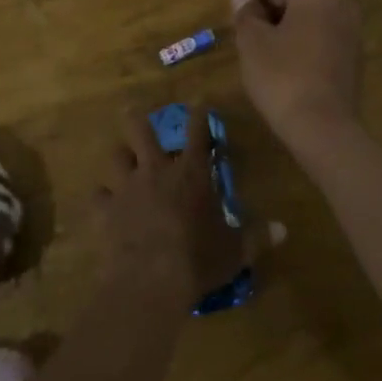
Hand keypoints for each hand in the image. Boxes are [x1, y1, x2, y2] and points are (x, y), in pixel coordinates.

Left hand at [94, 108, 246, 302]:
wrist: (150, 281)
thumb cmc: (198, 260)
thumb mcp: (235, 251)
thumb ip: (257, 237)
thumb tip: (284, 230)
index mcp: (191, 174)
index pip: (198, 134)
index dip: (199, 114)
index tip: (198, 100)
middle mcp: (156, 171)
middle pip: (141, 132)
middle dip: (137, 119)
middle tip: (132, 111)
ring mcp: (127, 188)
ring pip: (116, 157)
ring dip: (120, 156)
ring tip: (121, 158)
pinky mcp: (106, 211)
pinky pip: (98, 196)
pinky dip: (102, 198)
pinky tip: (104, 203)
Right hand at [229, 0, 362, 143]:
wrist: (323, 128)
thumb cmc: (282, 77)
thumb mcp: (253, 42)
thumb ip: (246, 13)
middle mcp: (340, 4)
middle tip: (240, 14)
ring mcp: (351, 30)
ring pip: (311, 11)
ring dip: (283, 17)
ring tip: (255, 34)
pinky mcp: (353, 54)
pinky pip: (321, 30)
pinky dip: (299, 32)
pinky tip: (280, 51)